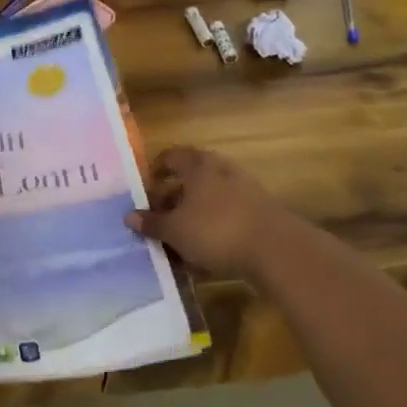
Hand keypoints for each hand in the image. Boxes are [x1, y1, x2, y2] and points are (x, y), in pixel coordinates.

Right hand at [127, 146, 273, 278]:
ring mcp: (245, 189)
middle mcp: (222, 170)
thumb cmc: (216, 231)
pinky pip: (229, 213)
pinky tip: (208, 249)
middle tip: (161, 214)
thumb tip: (129, 216)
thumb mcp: (175, 230)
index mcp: (198, 167)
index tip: (146, 189)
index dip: (156, 170)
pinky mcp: (262, 211)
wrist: (277, 250)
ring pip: (211, 196)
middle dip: (174, 195)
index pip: (171, 156)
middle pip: (192, 176)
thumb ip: (152, 223)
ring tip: (182, 236)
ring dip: (195, 212)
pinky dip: (215, 225)